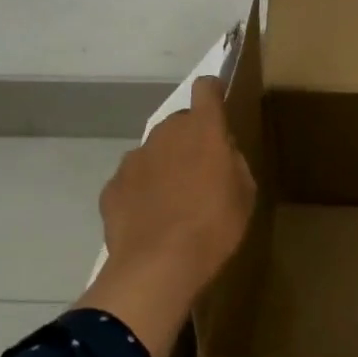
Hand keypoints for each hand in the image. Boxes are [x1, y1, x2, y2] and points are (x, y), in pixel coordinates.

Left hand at [99, 76, 255, 293]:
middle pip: (179, 123)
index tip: (218, 104)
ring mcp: (134, 159)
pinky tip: (150, 219)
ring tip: (173, 202)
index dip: (213, 92)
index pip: (206, 89)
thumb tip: (222, 152)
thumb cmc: (215, 226)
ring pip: (155, 151)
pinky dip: (142, 191)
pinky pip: (132, 179)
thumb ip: (232, 162)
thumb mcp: (245, 193)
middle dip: (190, 139)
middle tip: (201, 172)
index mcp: (203, 130)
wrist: (157, 267)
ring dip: (165, 165)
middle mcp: (166, 134)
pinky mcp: (112, 186)